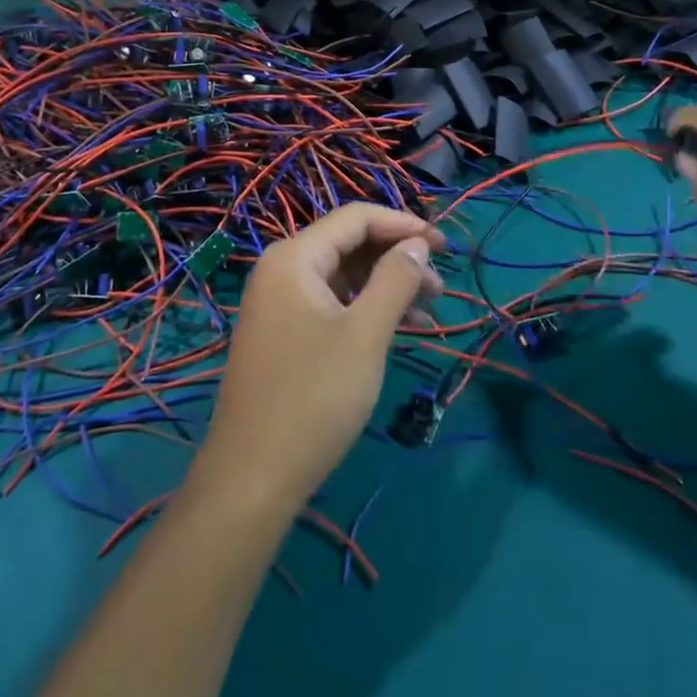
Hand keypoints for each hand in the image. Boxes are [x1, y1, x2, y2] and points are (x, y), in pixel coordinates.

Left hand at [193, 204, 444, 513]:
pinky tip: (398, 329)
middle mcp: (282, 269)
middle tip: (440, 287)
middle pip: (349, 244)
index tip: (443, 245)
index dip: (403, 225)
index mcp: (294, 257)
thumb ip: (395, 280)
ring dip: (386, 286)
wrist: (252, 478)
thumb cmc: (313, 398)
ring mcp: (279, 302)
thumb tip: (417, 245)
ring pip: (343, 276)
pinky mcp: (283, 332)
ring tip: (428, 312)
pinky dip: (365, 309)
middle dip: (397, 259)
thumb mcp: (365, 335)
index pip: (356, 218)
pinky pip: (331, 303)